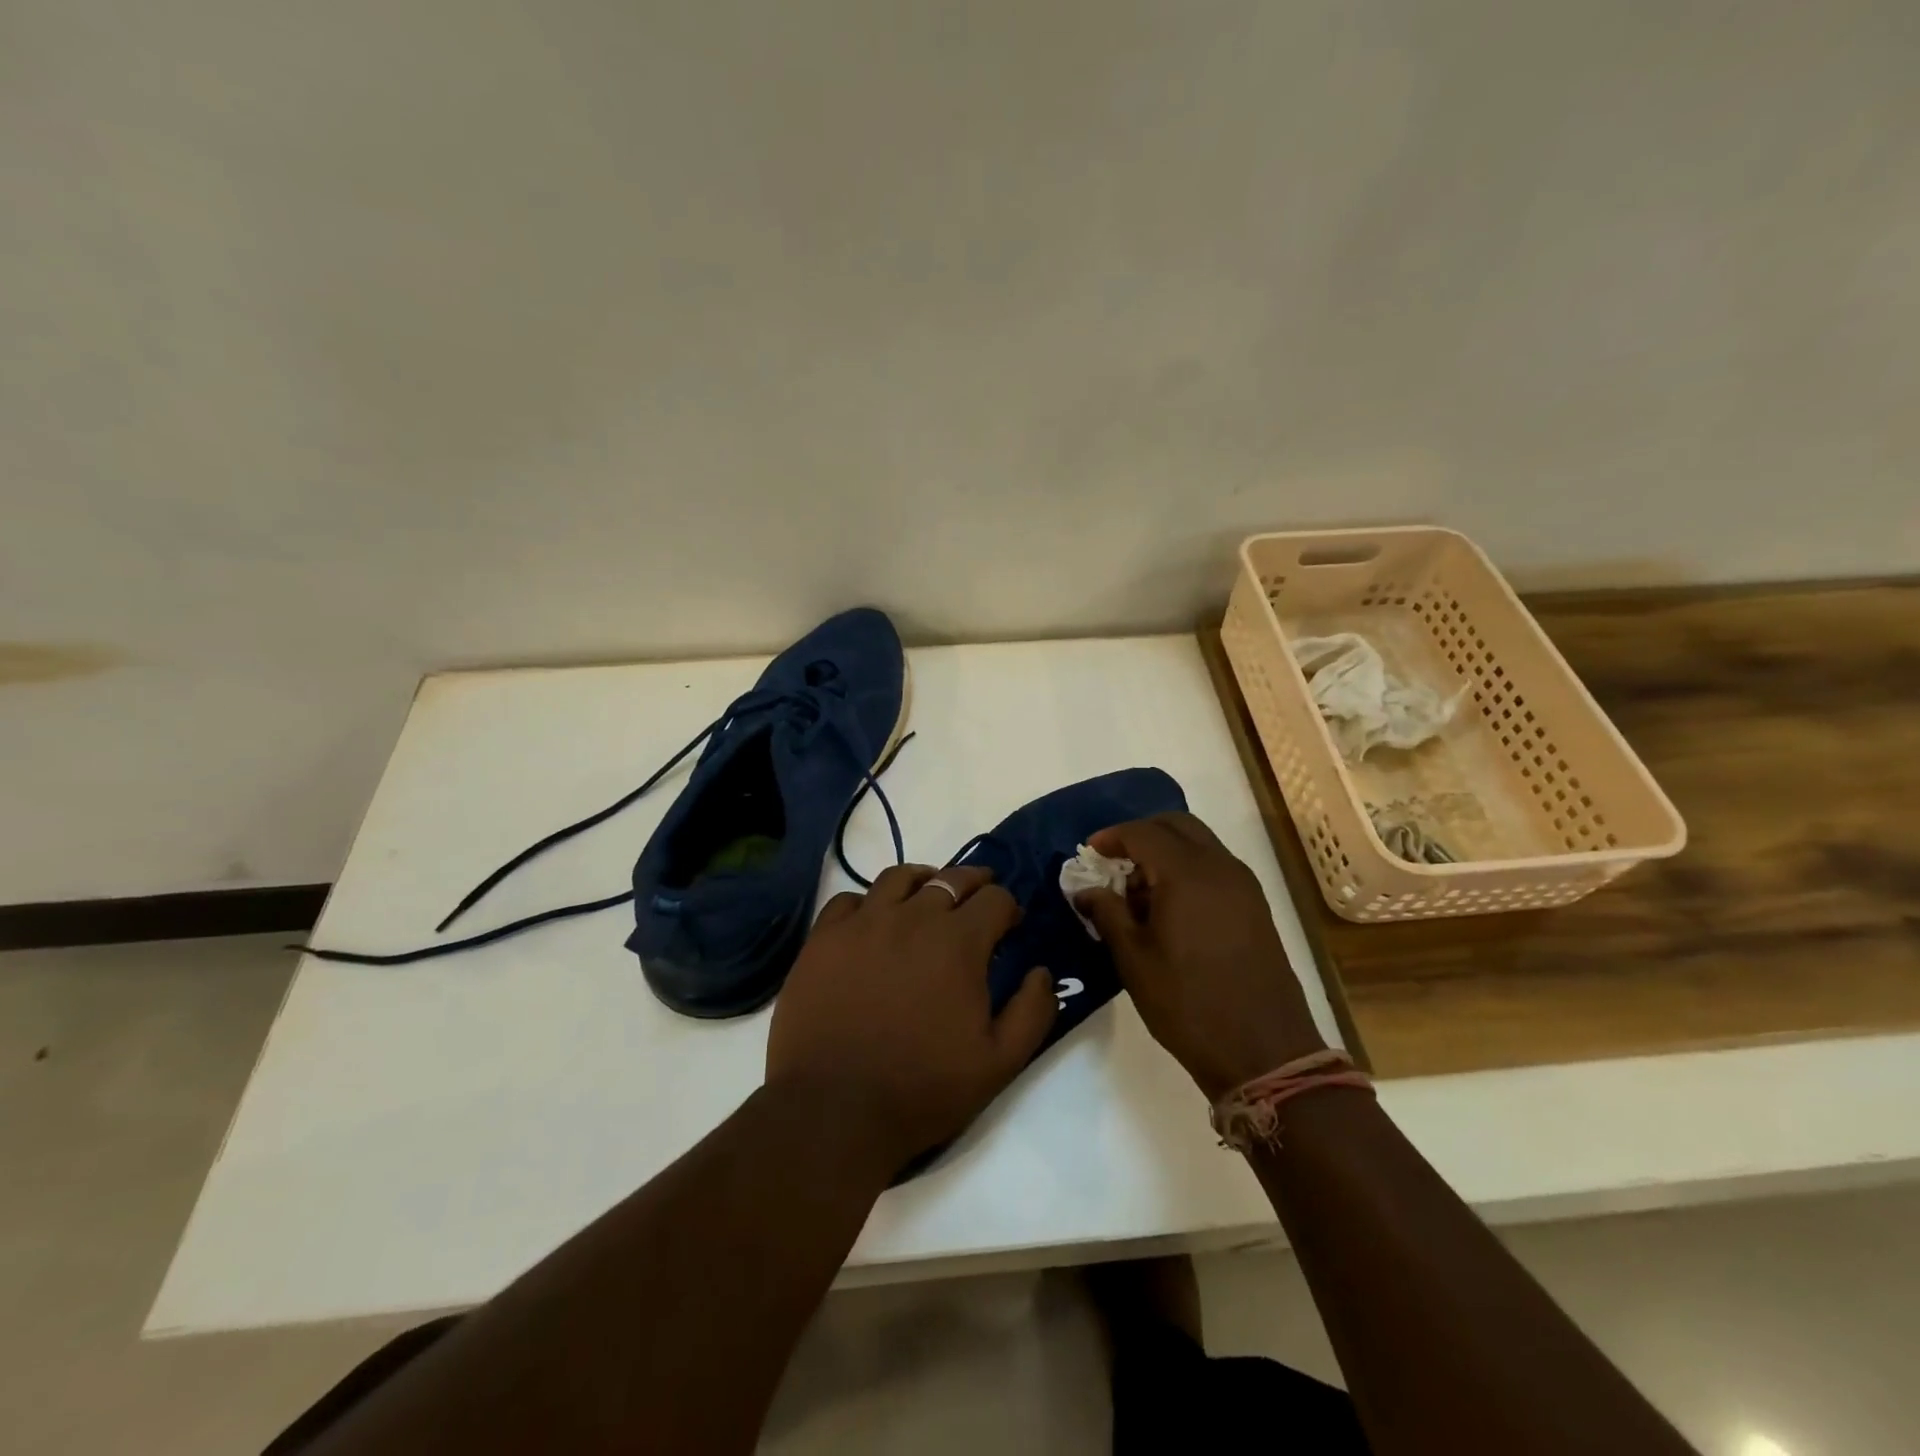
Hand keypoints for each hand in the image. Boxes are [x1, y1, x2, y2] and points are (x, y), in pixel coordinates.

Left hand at [766, 864, 1057, 1175]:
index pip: (995, 899)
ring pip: (898, 878)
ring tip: (928, 893)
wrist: (833, 1109)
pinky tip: (873, 920)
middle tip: (980, 895)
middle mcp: (912, 918)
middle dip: (973, 883)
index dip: (1008, 907)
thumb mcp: (999, 1063)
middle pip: (950, 879)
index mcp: (958, 942)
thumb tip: (1041, 972)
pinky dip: (869, 902)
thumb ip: (1032, 1012)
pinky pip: (848, 899)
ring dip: (923, 881)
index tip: (1010, 924)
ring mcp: (862, 923)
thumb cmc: (922, 1088)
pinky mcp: (823, 938)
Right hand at [1073, 812, 1324, 1099]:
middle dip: (1142, 834)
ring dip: (1166, 852)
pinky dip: (1188, 869)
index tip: (1089, 853)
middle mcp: (1220, 867)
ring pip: (1199, 844)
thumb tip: (1086, 891)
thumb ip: (1107, 913)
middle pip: (1177, 826)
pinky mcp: (1256, 906)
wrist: (1264, 1051)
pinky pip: (1215, 867)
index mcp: (1187, 874)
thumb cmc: (1188, 1003)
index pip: (1143, 833)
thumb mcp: (1134, 960)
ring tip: (1138, 893)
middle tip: (1114, 862)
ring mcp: (1243, 885)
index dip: (1112, 837)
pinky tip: (1169, 908)